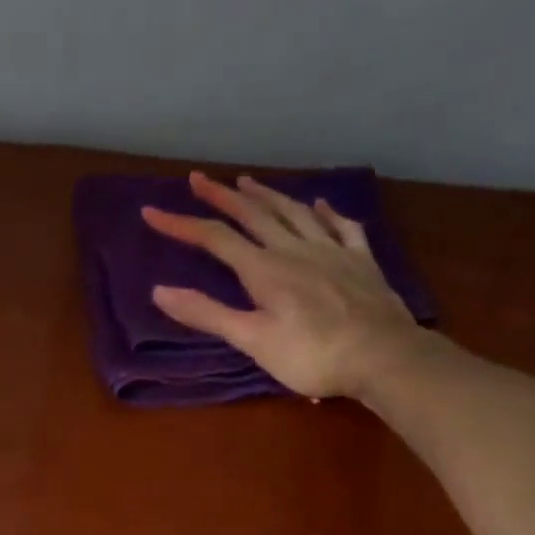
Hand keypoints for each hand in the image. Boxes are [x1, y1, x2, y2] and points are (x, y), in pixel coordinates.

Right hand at [143, 172, 428, 400]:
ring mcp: (332, 251)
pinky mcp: (361, 261)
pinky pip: (342, 226)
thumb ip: (207, 314)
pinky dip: (327, 212)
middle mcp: (295, 249)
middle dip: (221, 196)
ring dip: (268, 195)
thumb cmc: (312, 356)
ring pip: (295, 212)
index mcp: (265, 270)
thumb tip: (159, 291)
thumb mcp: (252, 340)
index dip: (181, 224)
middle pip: (254, 215)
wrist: (382, 356)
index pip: (215, 239)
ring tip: (248, 181)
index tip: (151, 212)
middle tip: (198, 178)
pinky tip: (321, 203)